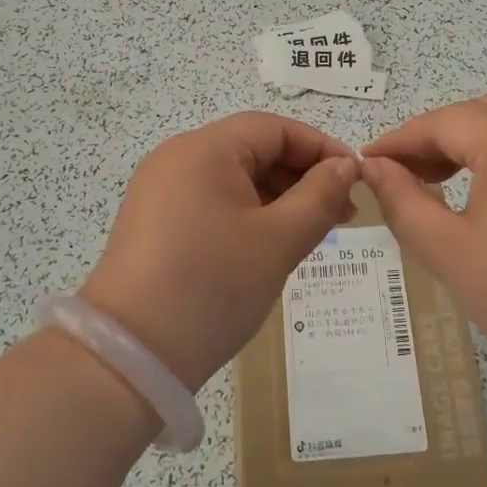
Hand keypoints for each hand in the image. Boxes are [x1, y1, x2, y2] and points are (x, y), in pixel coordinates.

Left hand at [80, 113, 358, 390]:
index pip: (274, 128)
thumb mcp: (278, 241)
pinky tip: (272, 243)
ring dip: (277, 197)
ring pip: (234, 177)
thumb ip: (320, 197)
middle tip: (342, 213)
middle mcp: (178, 157)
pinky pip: (212, 200)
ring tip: (314, 231)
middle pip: (253, 149)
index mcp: (204, 149)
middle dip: (301, 175)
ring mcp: (161, 190)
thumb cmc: (212, 287)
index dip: (320, 147)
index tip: (356, 180)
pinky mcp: (154, 221)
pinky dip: (248, 213)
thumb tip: (345, 167)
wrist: (129, 358)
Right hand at [363, 93, 486, 408]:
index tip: (366, 162)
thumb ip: (403, 201)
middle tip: (405, 174)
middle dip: (437, 136)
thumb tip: (373, 167)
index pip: (443, 122)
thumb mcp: (450, 253)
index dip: (400, 140)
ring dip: (474, 140)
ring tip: (442, 180)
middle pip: (480, 113)